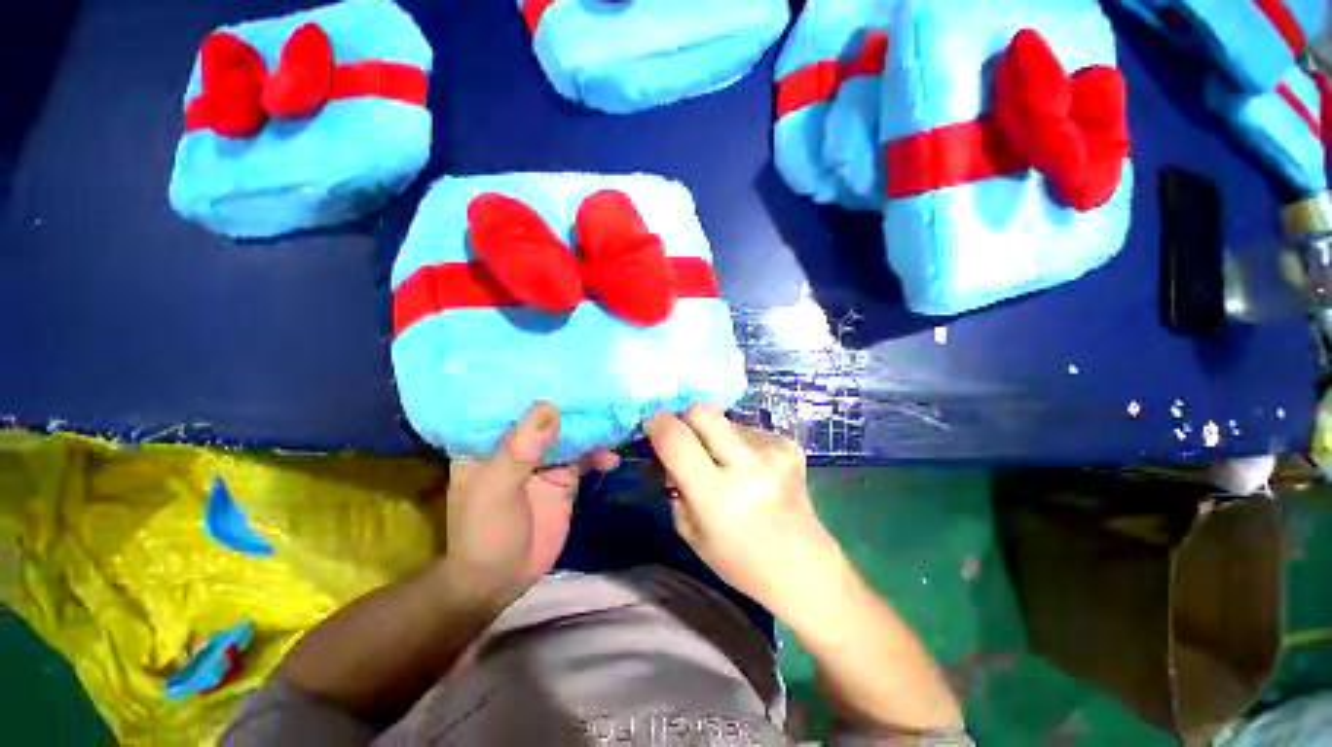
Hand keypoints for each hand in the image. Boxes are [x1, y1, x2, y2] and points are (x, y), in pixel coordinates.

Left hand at [441, 402, 618, 606]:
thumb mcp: (496, 488)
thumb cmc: (485, 532)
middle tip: (601, 388)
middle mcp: (519, 444)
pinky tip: (612, 457)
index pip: (510, 403)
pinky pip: (585, 458)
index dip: (532, 384)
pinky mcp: (564, 478)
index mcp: (490, 441)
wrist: (501, 580)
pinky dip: (600, 455)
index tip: (561, 366)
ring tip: (614, 421)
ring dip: (591, 430)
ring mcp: (544, 461)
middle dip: (571, 404)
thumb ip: (521, 448)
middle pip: (547, 416)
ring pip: (571, 435)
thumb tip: (549, 407)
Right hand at [645, 405, 843, 615]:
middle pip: (702, 412)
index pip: (676, 439)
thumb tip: (665, 445)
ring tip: (724, 464)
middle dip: (685, 420)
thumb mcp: (689, 530)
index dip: (658, 425)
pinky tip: (748, 468)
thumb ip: (672, 483)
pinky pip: (747, 429)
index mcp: (718, 496)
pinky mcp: (789, 444)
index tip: (653, 427)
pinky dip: (737, 442)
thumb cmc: (739, 560)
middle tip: (685, 441)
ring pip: (725, 419)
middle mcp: (749, 466)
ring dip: (714, 435)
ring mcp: (774, 451)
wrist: (804, 567)